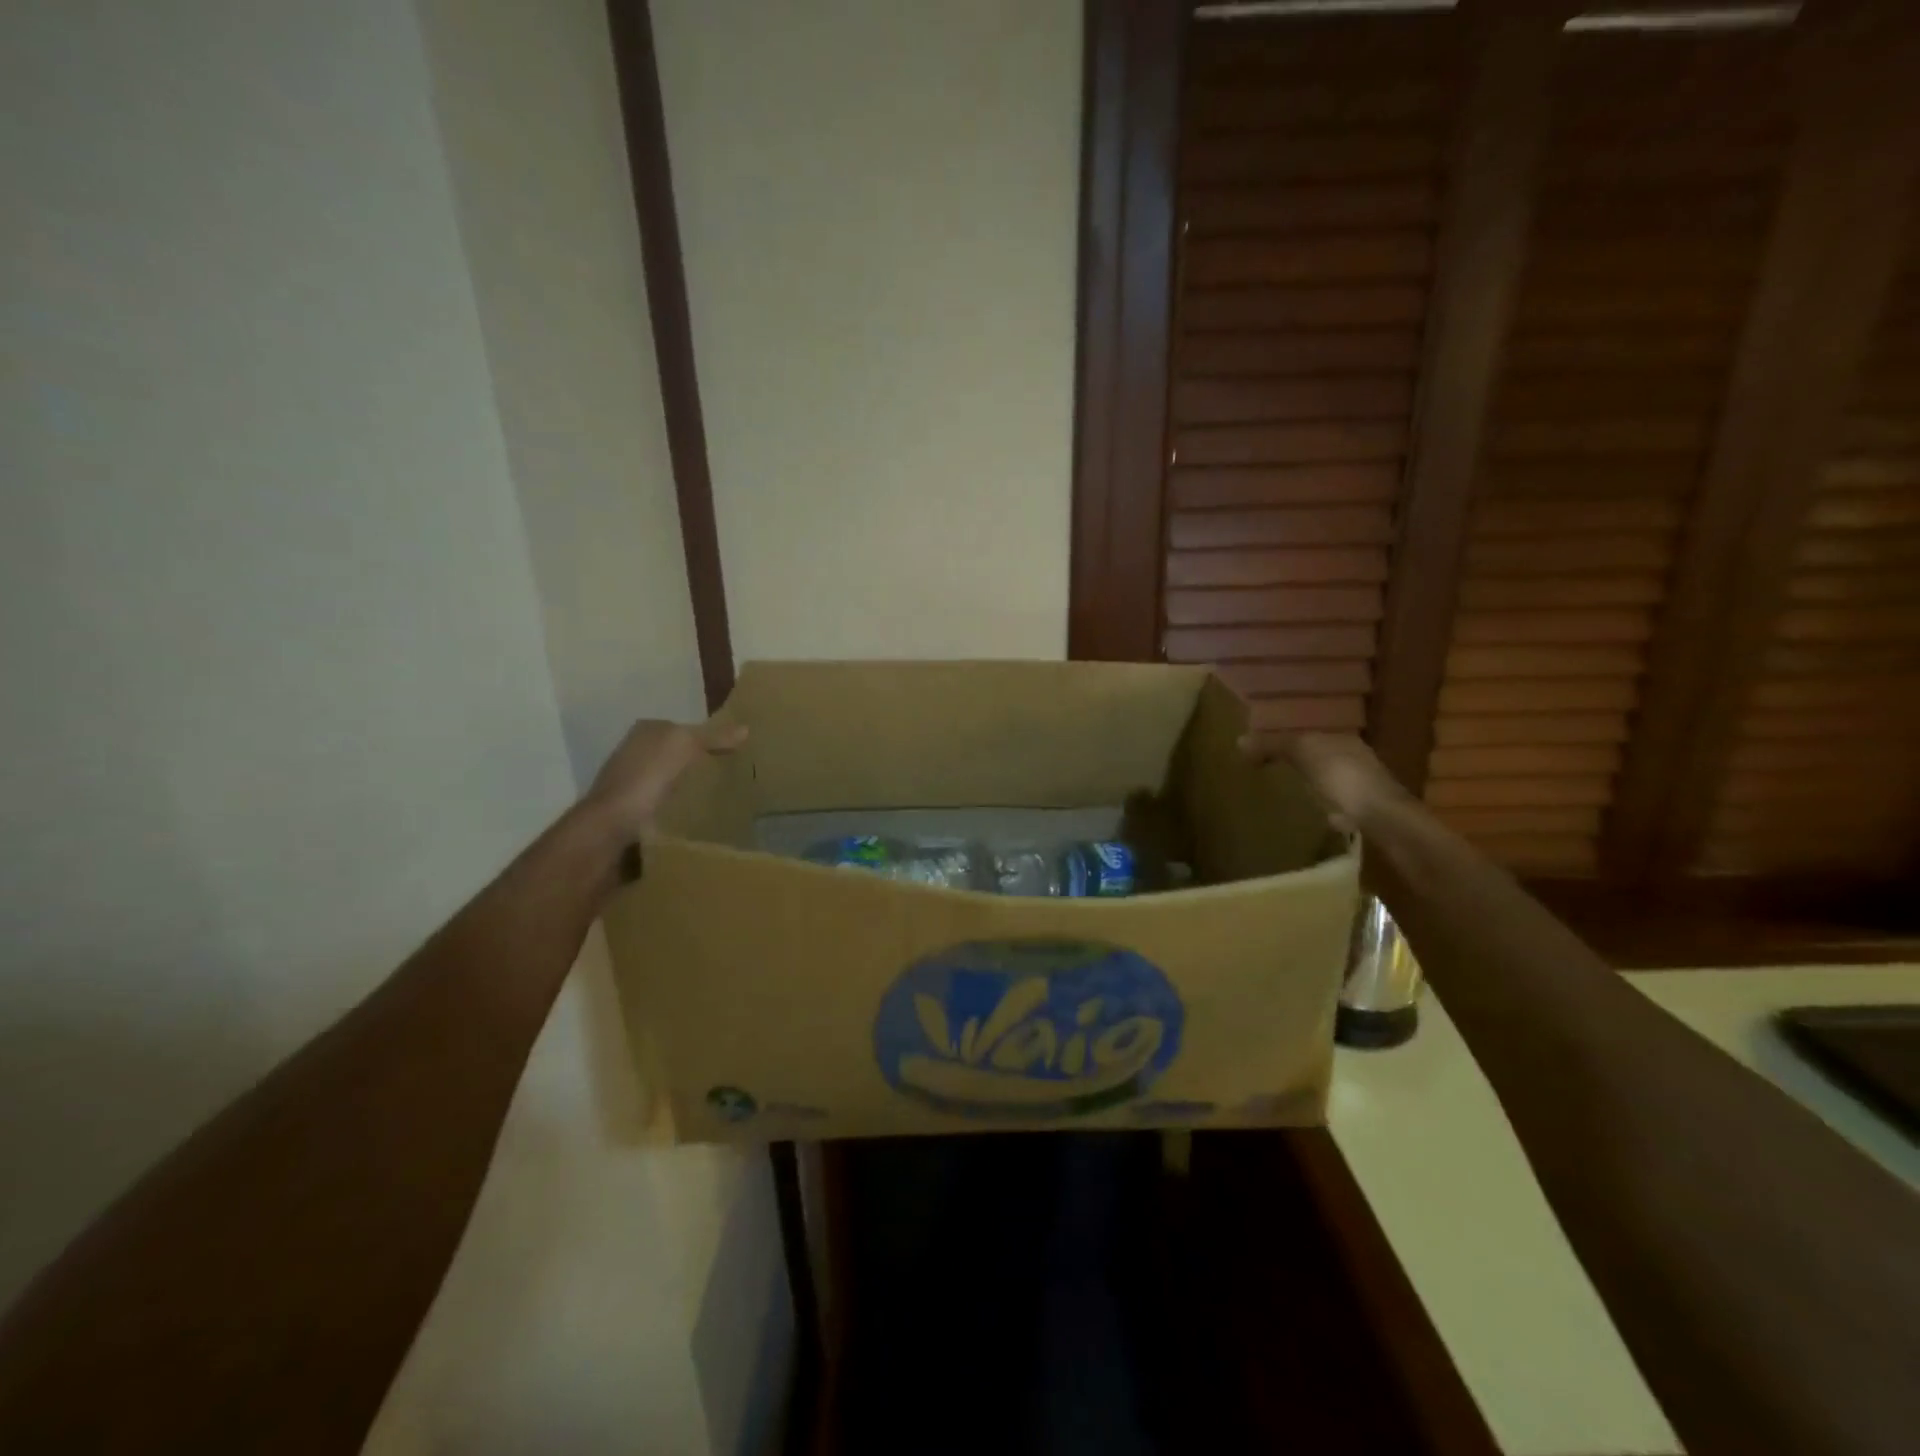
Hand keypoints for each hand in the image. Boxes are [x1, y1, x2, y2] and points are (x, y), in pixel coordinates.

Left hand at [584, 718, 747, 840]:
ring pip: (670, 779)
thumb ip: (714, 737)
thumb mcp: (685, 746)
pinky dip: (679, 807)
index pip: (683, 728)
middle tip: (730, 774)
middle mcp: (634, 752)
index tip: (732, 752)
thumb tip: (746, 729)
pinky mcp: (632, 811)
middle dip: (698, 762)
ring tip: (718, 797)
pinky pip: (664, 804)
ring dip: (689, 787)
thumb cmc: (646, 777)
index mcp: (645, 731)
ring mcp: (630, 783)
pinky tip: (695, 815)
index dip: (707, 737)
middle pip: (676, 754)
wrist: (610, 826)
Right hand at [1239, 729, 1406, 832]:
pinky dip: (1319, 806)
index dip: (1284, 737)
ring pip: (1326, 779)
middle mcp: (1355, 758)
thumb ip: (1273, 745)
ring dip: (1308, 783)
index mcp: (1342, 738)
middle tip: (1265, 768)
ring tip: (1281, 791)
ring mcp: (1361, 786)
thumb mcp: (1303, 752)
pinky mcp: (1362, 813)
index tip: (1259, 748)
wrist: (1383, 819)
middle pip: (1317, 755)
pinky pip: (1332, 804)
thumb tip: (1239, 740)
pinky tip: (1305, 814)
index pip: (1308, 732)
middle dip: (1295, 760)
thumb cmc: (1343, 777)